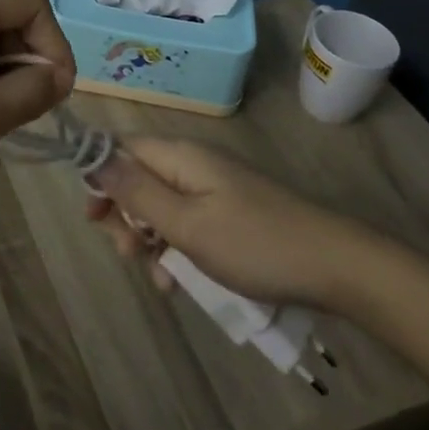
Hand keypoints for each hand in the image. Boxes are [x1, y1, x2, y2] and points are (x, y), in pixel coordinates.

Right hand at [86, 138, 361, 306]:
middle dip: (125, 217)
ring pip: (161, 207)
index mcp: (180, 156)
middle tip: (130, 254)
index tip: (94, 219)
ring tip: (160, 277)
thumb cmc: (254, 243)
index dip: (100, 177)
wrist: (334, 266)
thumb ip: (137, 192)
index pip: (121, 148)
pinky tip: (180, 281)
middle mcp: (193, 164)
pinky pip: (187, 224)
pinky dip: (177, 249)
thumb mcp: (187, 223)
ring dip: (150, 240)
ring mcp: (214, 189)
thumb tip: (94, 157)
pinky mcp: (229, 213)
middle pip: (138, 179)